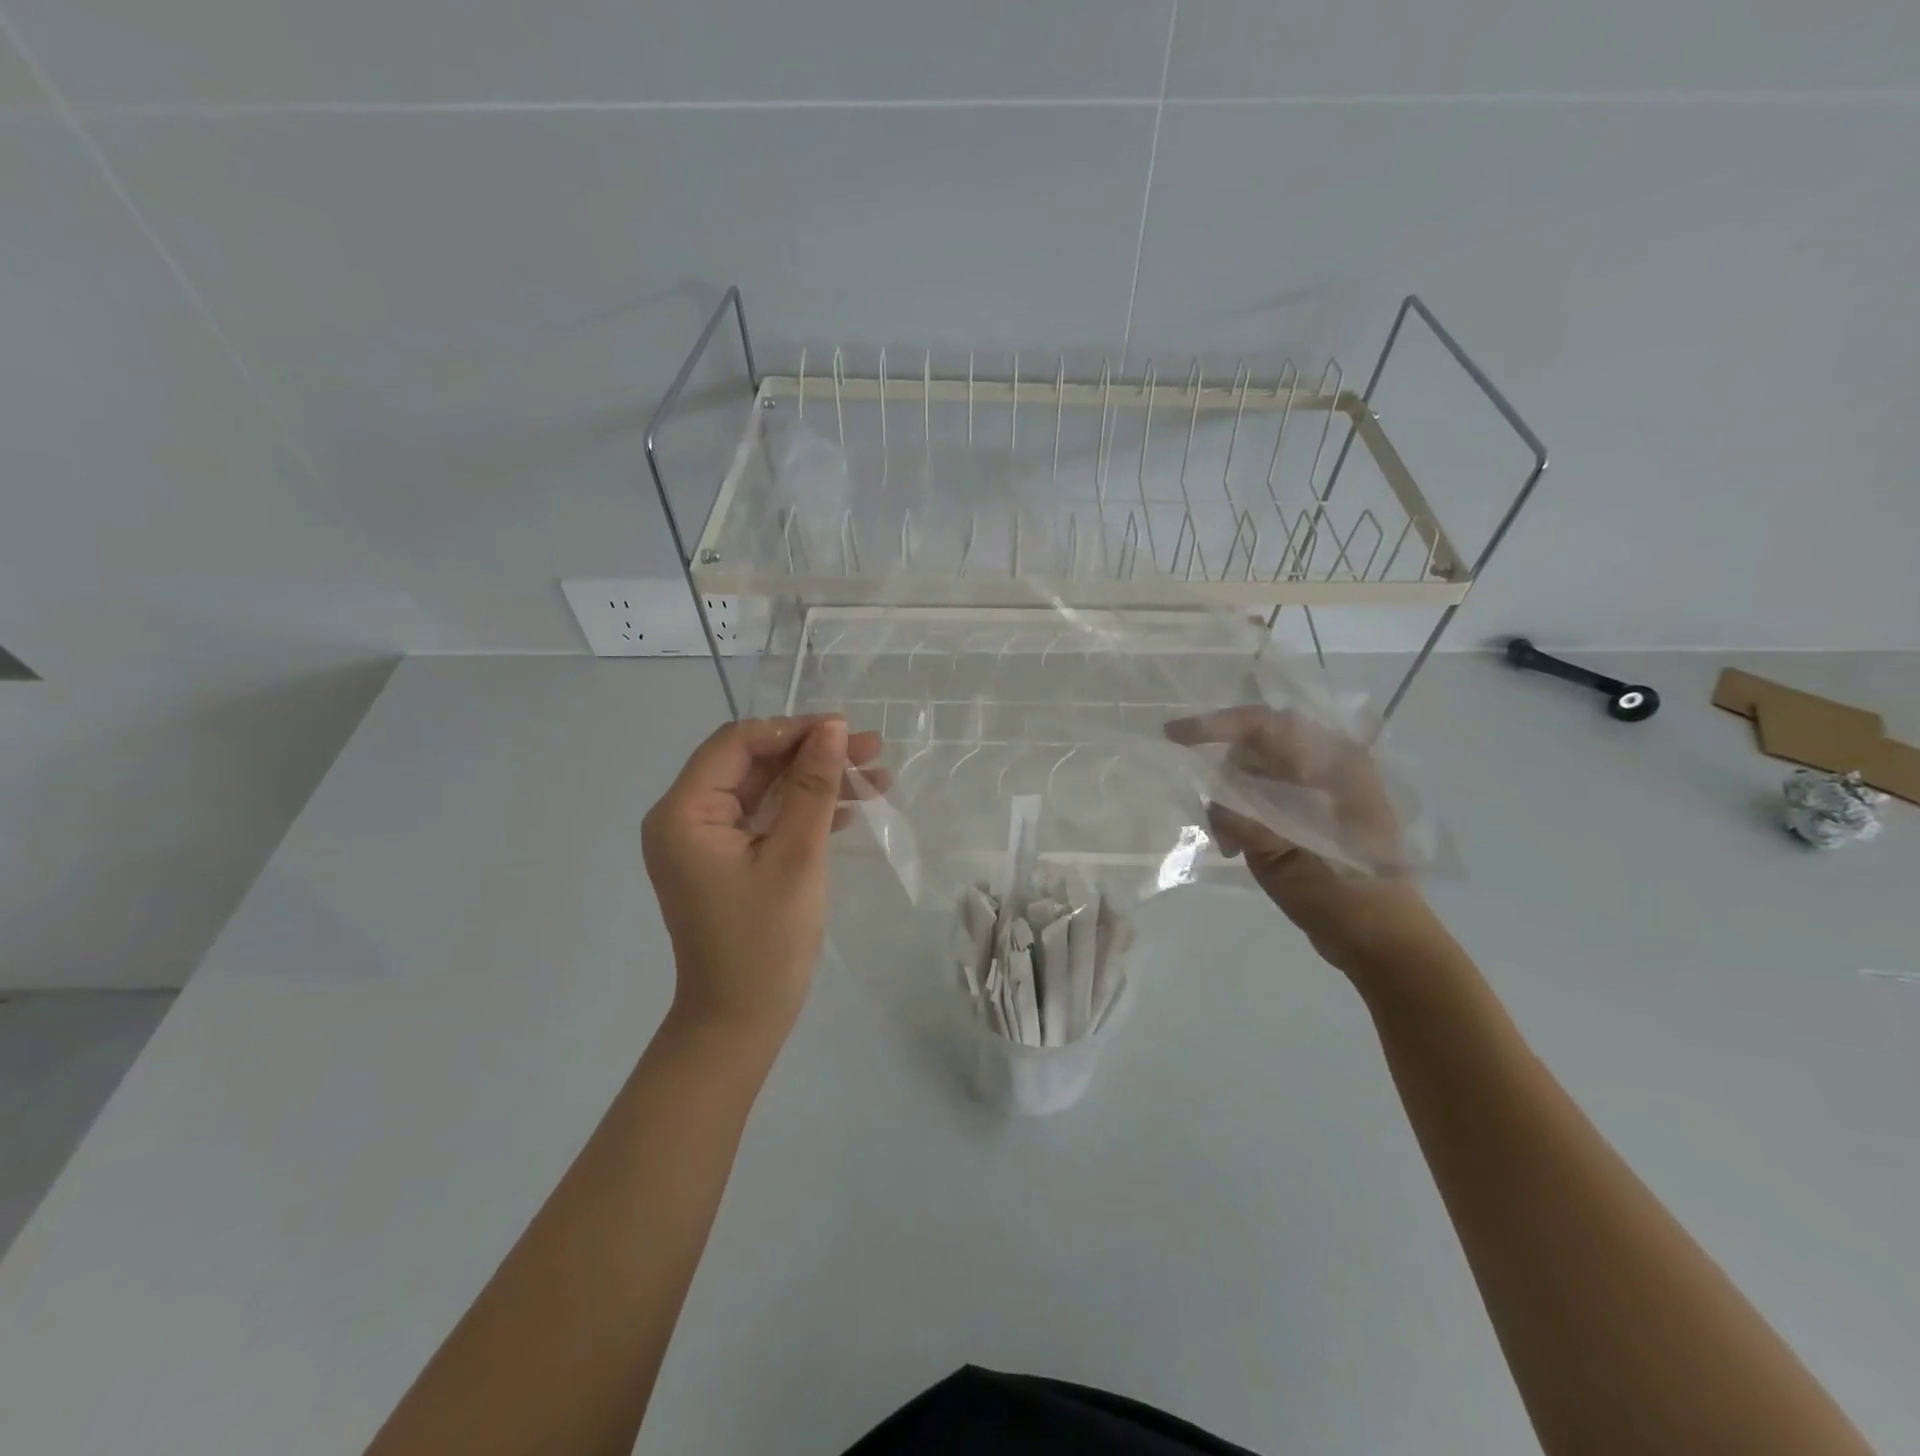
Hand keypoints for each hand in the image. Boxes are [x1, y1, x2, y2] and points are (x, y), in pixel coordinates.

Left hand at [642, 716, 887, 1045]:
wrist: (740, 1021)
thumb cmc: (765, 941)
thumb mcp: (796, 856)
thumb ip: (814, 786)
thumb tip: (835, 728)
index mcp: (684, 812)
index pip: (738, 743)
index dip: (794, 730)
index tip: (848, 732)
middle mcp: (685, 817)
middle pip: (754, 763)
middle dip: (814, 755)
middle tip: (874, 752)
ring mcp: (705, 840)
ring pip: (765, 788)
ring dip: (817, 781)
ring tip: (876, 780)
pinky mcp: (726, 859)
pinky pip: (765, 817)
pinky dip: (804, 809)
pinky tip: (849, 809)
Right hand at [1165, 707, 1441, 975]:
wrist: (1382, 941)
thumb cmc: (1347, 892)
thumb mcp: (1289, 854)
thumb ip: (1248, 820)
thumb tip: (1213, 803)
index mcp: (1333, 763)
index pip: (1266, 725)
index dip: (1216, 724)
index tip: (1173, 735)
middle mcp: (1323, 768)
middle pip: (1252, 749)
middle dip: (1224, 777)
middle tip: (1214, 817)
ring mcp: (1313, 794)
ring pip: (1248, 776)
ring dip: (1230, 803)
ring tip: (1229, 842)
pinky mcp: (1302, 817)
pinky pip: (1255, 801)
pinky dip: (1237, 818)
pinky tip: (1235, 847)